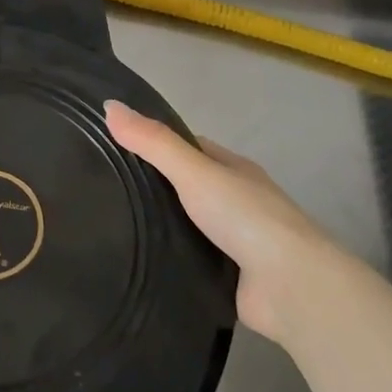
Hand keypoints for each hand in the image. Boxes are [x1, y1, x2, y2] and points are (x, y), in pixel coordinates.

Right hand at [105, 100, 335, 340]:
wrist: (291, 287)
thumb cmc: (245, 218)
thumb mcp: (194, 171)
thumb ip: (153, 143)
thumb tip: (109, 105)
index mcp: (233, 170)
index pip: (188, 149)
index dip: (154, 145)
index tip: (113, 147)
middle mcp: (235, 202)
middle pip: (185, 188)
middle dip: (151, 189)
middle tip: (101, 191)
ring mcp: (233, 242)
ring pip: (185, 226)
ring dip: (157, 227)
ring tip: (106, 226)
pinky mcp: (226, 278)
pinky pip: (188, 261)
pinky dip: (166, 260)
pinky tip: (134, 261)